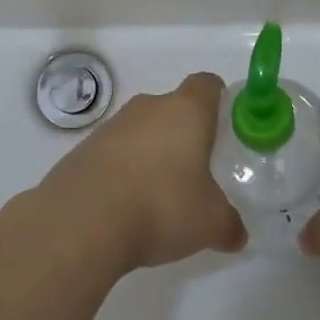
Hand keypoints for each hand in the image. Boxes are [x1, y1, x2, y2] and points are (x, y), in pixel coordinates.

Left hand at [35, 72, 246, 271]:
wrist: (82, 221)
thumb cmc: (161, 205)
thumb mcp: (209, 223)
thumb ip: (228, 224)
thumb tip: (237, 234)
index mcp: (186, 111)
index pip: (207, 85)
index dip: (218, 99)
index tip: (225, 125)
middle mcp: (148, 107)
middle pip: (172, 108)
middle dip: (184, 135)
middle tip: (196, 171)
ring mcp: (111, 127)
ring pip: (141, 132)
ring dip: (151, 155)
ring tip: (159, 197)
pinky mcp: (82, 150)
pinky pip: (113, 154)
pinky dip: (123, 173)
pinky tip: (126, 208)